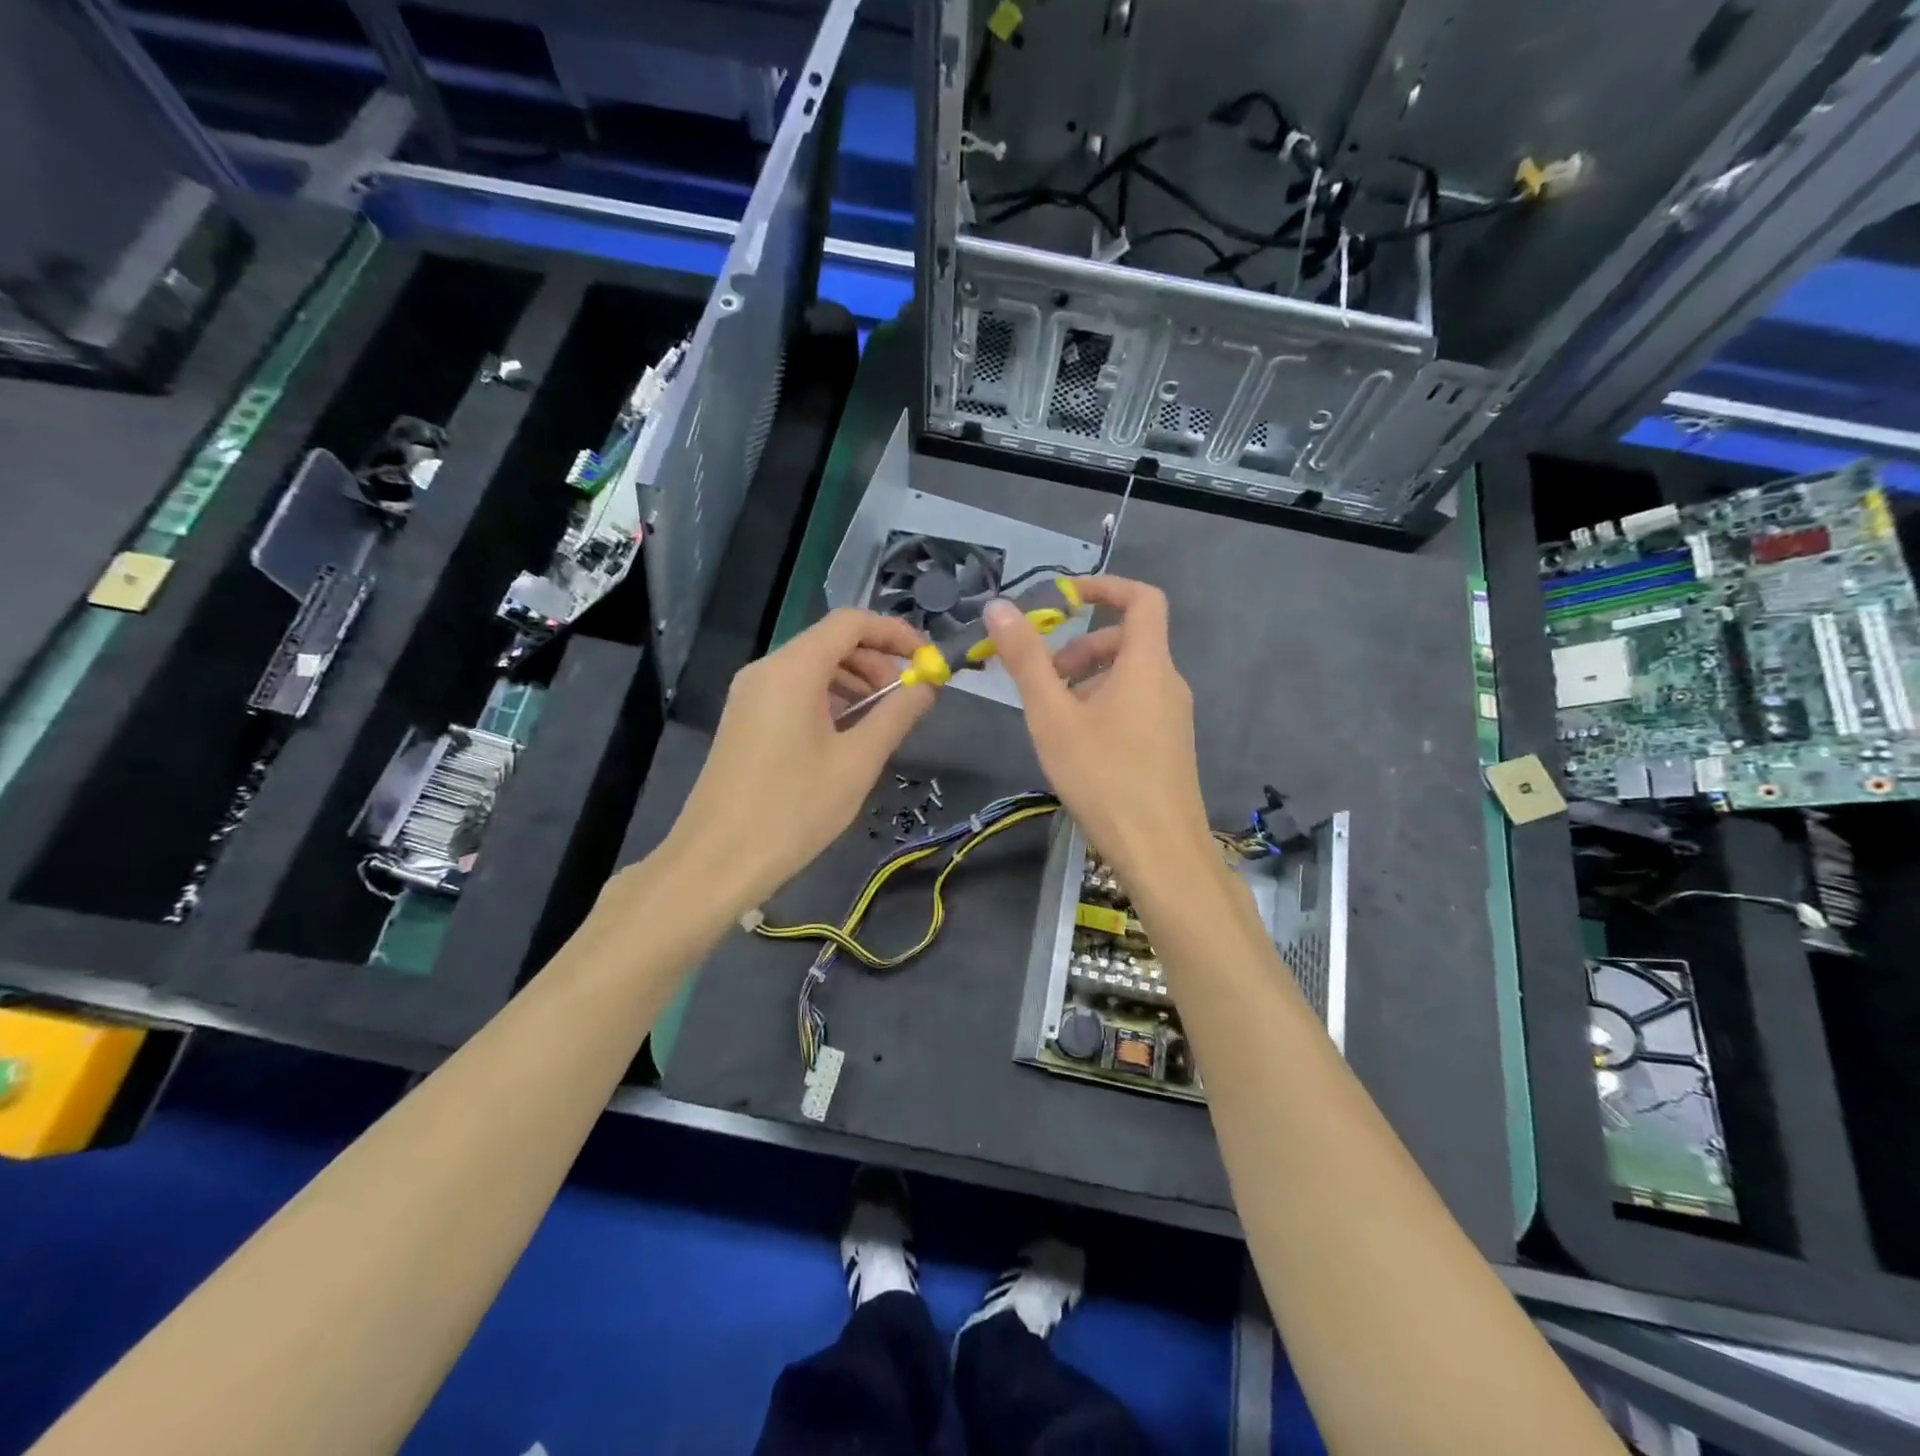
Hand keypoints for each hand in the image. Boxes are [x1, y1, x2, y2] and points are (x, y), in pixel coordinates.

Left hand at [667, 609, 933, 909]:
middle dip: (877, 661)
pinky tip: (847, 735)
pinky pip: (794, 690)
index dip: (895, 634)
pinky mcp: (744, 719)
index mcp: (793, 670)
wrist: (717, 861)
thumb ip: (896, 715)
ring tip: (882, 720)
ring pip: (812, 666)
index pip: (851, 623)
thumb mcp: (857, 762)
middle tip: (908, 698)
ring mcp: (749, 694)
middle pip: (830, 641)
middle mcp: (766, 669)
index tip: (928, 662)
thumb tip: (927, 686)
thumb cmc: (793, 810)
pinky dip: (829, 699)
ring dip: (854, 682)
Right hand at [985, 577, 1212, 884]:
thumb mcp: (1053, 716)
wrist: (1160, 850)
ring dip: (1088, 680)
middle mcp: (1168, 682)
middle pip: (1128, 640)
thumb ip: (1026, 659)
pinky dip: (1104, 704)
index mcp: (1147, 664)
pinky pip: (1136, 704)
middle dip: (1081, 646)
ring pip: (1129, 676)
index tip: (1064, 596)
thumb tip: (999, 607)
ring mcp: (1173, 716)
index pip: (1141, 599)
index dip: (1104, 586)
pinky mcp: (1170, 745)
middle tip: (1045, 678)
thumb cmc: (1104, 776)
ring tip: (1053, 717)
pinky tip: (1078, 745)